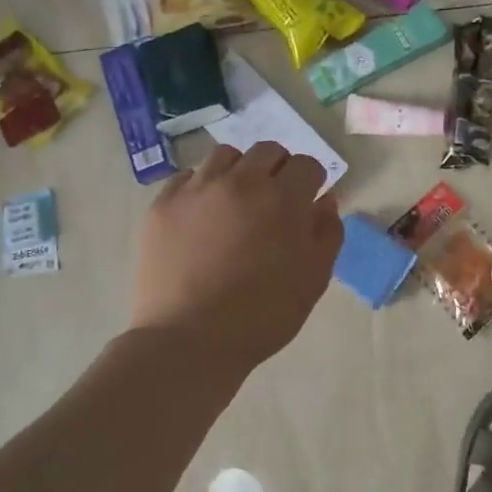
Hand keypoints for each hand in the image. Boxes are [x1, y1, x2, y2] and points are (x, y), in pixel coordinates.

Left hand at [129, 143, 342, 372]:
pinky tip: (202, 216)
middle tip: (273, 201)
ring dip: (239, 172)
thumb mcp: (313, 279)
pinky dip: (202, 188)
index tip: (306, 201)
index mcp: (283, 199)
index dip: (311, 180)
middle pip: (267, 151)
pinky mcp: (164, 203)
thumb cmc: (262, 315)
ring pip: (226, 156)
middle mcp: (241, 181)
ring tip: (235, 203)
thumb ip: (327, 232)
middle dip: (278, 169)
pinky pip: (188, 177)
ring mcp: (198, 188)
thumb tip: (325, 200)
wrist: (189, 340)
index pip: (306, 164)